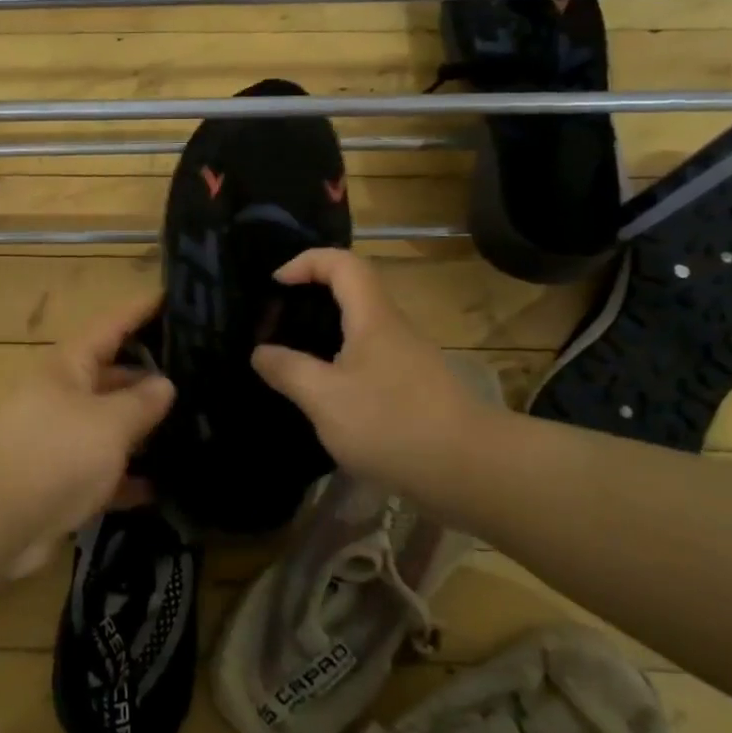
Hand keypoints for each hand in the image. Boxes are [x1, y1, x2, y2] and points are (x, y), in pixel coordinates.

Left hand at [0, 296, 175, 573]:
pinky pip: (103, 473)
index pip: (111, 326)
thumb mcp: (109, 421)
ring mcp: (59, 441)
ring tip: (195, 427)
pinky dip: (128, 479)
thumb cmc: (55, 453)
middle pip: (111, 376)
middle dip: (150, 376)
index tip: (173, 297)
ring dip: (143, 430)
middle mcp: (62, 396)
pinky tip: (165, 487)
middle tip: (200, 376)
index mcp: (69, 366)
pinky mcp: (59, 483)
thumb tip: (164, 384)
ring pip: (109, 427)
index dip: (141, 310)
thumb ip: (141, 402)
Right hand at [251, 249, 505, 503]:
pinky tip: (325, 399)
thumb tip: (260, 352)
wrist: (470, 471)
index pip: (342, 263)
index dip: (306, 261)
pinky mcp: (415, 390)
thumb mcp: (324, 398)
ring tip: (291, 363)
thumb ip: (287, 370)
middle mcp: (393, 329)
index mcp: (372, 317)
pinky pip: (370, 362)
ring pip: (360, 330)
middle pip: (351, 293)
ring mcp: (408, 360)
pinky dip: (340, 366)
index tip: (276, 284)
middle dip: (310, 299)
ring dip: (324, 336)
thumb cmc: (391, 424)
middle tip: (276, 324)